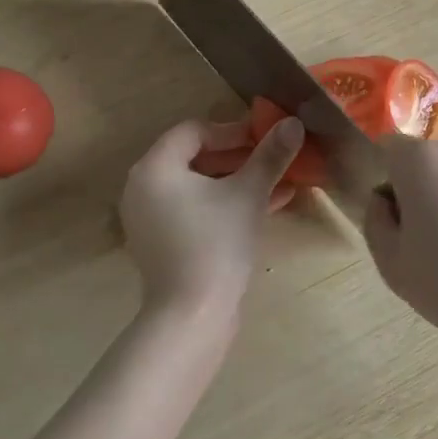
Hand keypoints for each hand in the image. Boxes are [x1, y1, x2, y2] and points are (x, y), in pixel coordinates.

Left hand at [119, 116, 303, 324]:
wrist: (192, 317)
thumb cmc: (216, 243)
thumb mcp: (248, 194)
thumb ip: (269, 156)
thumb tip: (294, 122)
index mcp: (155, 168)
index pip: (194, 131)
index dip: (232, 130)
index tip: (264, 138)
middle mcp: (143, 188)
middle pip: (195, 158)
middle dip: (238, 157)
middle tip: (272, 160)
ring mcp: (149, 219)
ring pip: (198, 187)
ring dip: (236, 181)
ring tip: (277, 183)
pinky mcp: (162, 244)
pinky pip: (194, 211)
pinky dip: (223, 205)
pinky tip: (266, 208)